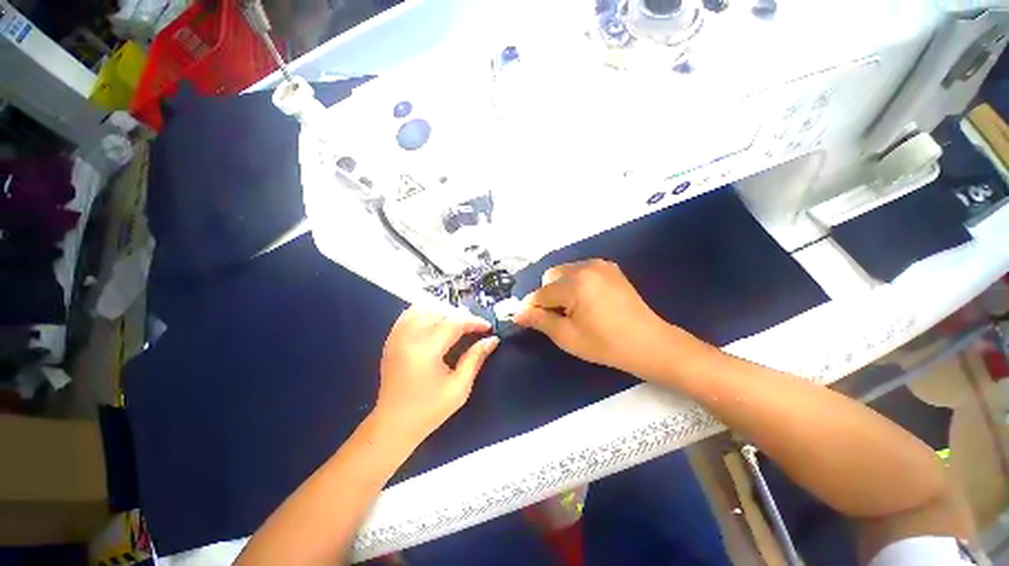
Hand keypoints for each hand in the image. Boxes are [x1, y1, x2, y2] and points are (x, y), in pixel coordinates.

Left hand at [376, 306, 499, 442]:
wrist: (393, 425)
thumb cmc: (429, 410)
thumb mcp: (459, 387)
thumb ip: (475, 358)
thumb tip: (492, 340)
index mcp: (426, 350)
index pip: (454, 323)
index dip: (474, 322)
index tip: (487, 327)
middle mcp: (409, 337)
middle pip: (440, 313)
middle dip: (460, 317)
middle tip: (474, 329)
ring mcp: (397, 337)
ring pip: (423, 309)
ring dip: (443, 313)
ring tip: (455, 326)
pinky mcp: (391, 340)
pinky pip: (408, 315)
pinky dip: (424, 313)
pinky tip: (434, 324)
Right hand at [513, 259, 692, 378]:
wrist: (649, 343)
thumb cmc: (605, 344)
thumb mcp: (567, 336)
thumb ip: (539, 321)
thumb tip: (517, 313)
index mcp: (575, 283)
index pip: (541, 293)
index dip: (531, 307)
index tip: (525, 319)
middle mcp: (585, 267)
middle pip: (551, 276)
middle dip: (548, 295)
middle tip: (559, 317)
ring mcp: (600, 265)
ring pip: (565, 272)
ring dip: (561, 288)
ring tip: (574, 309)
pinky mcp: (610, 268)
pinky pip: (581, 271)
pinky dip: (576, 283)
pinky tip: (587, 301)